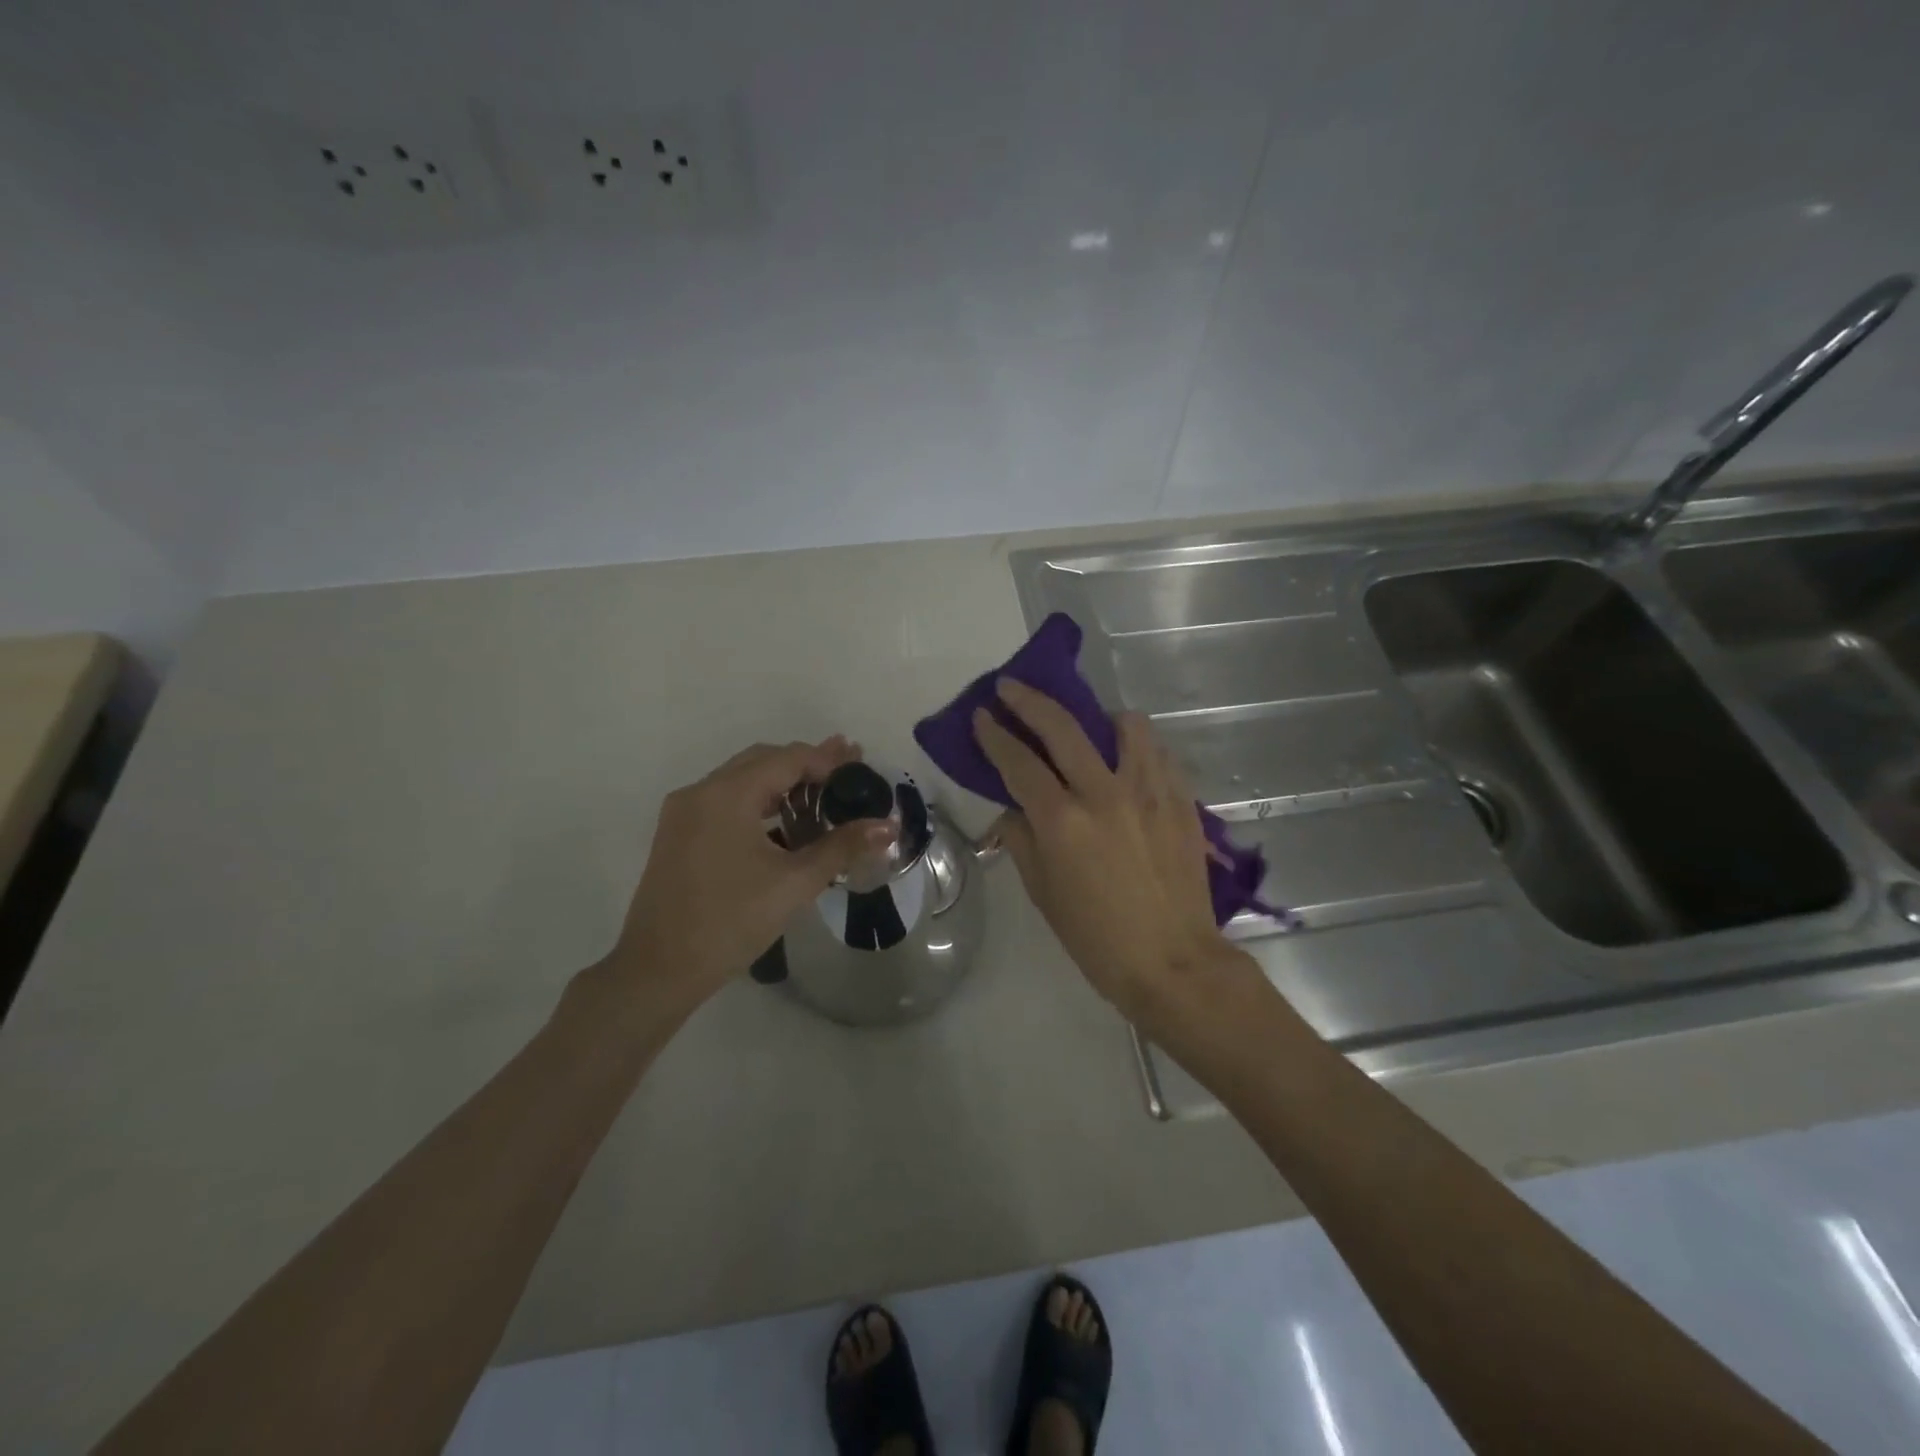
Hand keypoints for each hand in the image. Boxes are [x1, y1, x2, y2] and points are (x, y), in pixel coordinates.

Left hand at [607, 738, 894, 1006]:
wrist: (658, 970)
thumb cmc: (730, 922)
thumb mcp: (794, 883)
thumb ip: (842, 847)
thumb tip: (888, 827)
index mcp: (726, 795)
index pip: (787, 759)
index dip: (827, 759)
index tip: (860, 762)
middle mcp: (700, 792)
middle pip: (762, 761)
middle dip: (806, 763)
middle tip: (847, 769)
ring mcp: (683, 813)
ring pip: (741, 780)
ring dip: (781, 781)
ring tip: (822, 792)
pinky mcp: (677, 834)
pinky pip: (725, 801)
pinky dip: (758, 801)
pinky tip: (783, 821)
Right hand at [973, 680, 1231, 1021]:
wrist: (1173, 963)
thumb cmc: (1096, 938)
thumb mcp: (1043, 894)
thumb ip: (1022, 841)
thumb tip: (1014, 810)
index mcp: (1062, 822)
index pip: (1018, 763)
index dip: (994, 735)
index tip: (982, 715)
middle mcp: (1103, 794)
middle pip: (1062, 728)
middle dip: (1030, 701)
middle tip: (1012, 687)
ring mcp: (1148, 793)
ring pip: (1125, 726)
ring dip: (1099, 717)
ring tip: (1092, 728)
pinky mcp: (1181, 802)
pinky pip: (1160, 754)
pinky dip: (1139, 747)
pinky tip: (1131, 760)